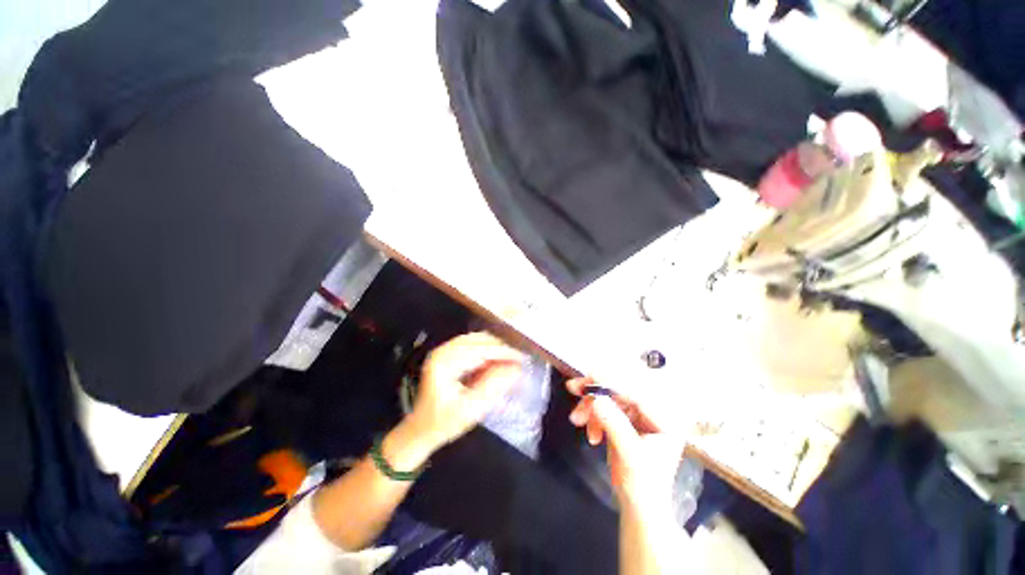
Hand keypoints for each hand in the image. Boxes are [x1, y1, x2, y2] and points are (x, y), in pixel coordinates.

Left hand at [406, 332, 524, 451]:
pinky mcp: (447, 355)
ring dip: (494, 347)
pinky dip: (486, 350)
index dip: (503, 352)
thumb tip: (516, 368)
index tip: (522, 358)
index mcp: (444, 362)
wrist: (420, 431)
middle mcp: (443, 351)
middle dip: (500, 347)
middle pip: (478, 339)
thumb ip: (494, 386)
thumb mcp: (471, 409)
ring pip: (476, 340)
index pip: (480, 349)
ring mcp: (444, 351)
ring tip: (511, 359)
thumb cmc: (444, 423)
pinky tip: (496, 360)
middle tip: (519, 359)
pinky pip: (472, 345)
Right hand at [567, 377, 685, 512]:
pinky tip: (591, 434)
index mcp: (664, 419)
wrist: (638, 508)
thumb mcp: (629, 454)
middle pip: (620, 391)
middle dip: (596, 393)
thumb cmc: (642, 485)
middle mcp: (652, 413)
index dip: (611, 382)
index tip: (589, 374)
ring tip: (577, 420)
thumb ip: (613, 423)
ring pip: (609, 399)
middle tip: (573, 388)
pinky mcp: (626, 421)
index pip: (636, 392)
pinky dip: (594, 418)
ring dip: (591, 408)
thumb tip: (595, 397)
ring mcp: (638, 417)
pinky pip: (605, 409)